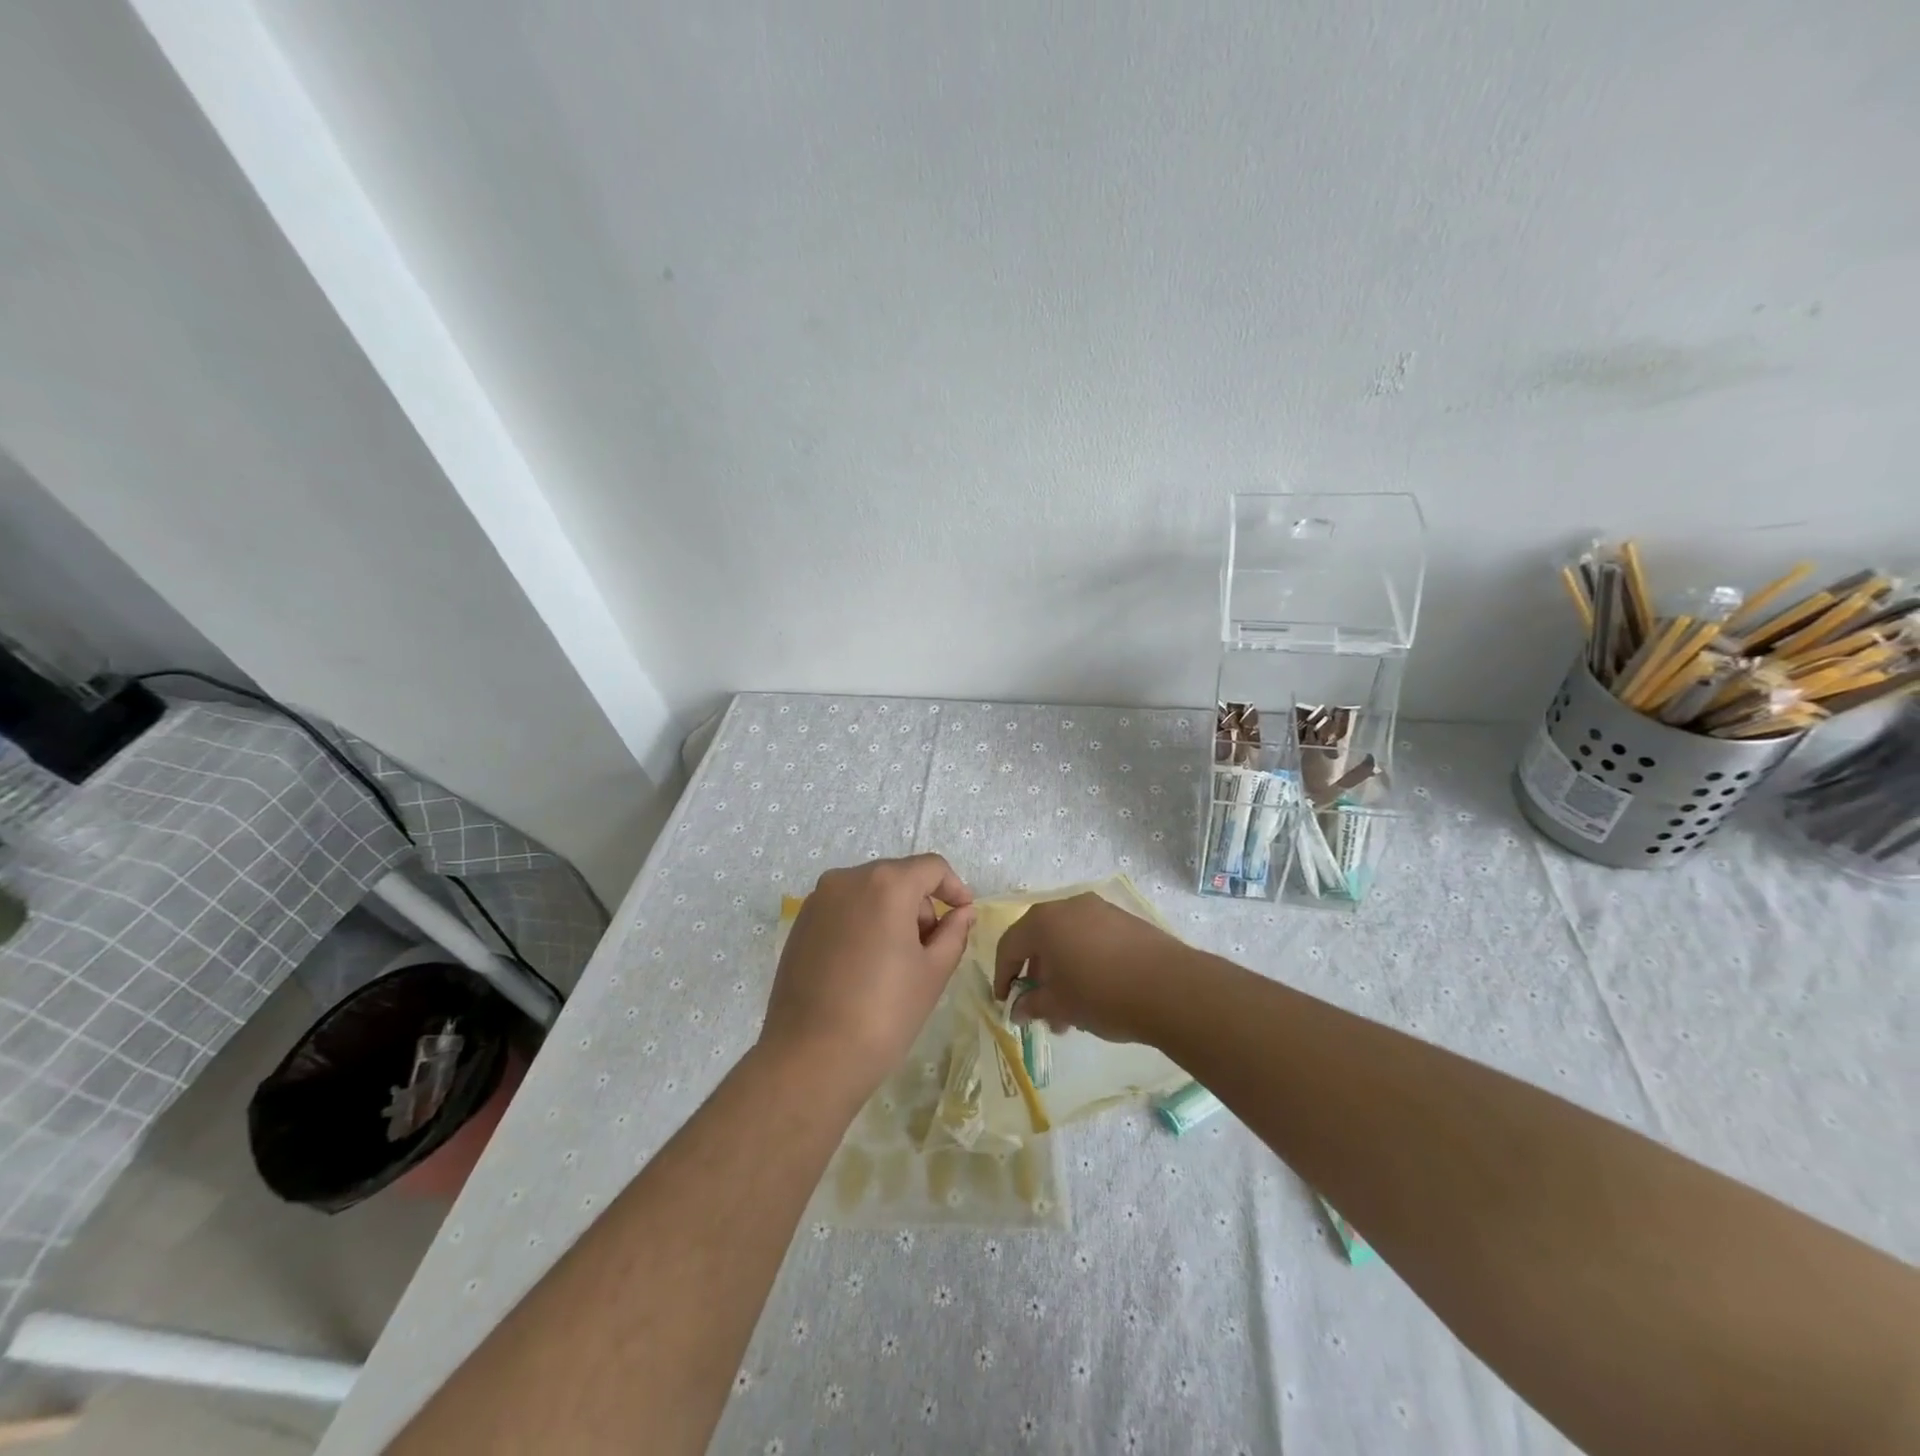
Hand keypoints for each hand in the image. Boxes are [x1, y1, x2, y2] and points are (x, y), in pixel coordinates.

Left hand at [759, 854, 974, 1101]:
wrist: (810, 1057)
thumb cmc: (883, 1012)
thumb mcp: (933, 972)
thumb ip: (953, 932)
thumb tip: (962, 912)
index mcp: (887, 884)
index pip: (931, 867)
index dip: (954, 887)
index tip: (963, 915)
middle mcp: (848, 879)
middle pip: (898, 877)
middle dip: (921, 905)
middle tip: (931, 948)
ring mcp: (818, 900)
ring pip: (869, 892)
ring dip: (891, 914)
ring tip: (897, 962)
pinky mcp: (800, 924)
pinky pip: (843, 910)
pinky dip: (863, 924)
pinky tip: (865, 967)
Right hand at [991, 892, 1188, 1043]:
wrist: (1171, 988)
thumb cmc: (1103, 995)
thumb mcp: (1061, 1005)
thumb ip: (1033, 1005)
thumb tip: (1019, 1009)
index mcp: (1044, 921)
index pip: (1010, 945)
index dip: (1003, 975)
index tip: (1005, 1002)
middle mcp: (1068, 906)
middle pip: (1039, 939)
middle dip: (1036, 976)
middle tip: (1039, 1009)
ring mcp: (1100, 910)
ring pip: (1067, 940)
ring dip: (1061, 972)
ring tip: (1070, 1013)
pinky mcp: (1125, 920)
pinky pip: (1091, 938)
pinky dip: (1083, 962)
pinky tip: (1095, 994)